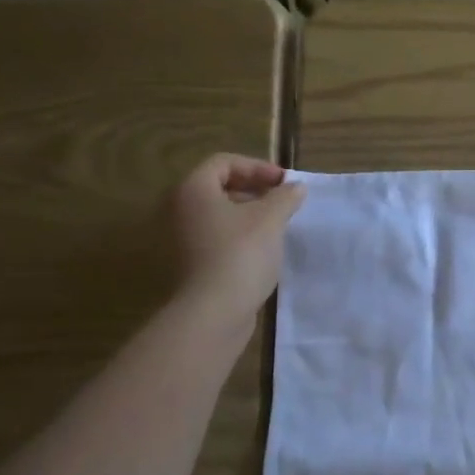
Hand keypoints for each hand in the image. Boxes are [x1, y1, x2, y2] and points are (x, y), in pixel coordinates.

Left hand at [168, 155, 305, 325]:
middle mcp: (179, 209)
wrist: (213, 312)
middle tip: (283, 201)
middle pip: (218, 186)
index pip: (224, 162)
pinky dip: (239, 235)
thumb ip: (285, 197)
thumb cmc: (241, 254)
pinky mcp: (189, 262)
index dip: (257, 167)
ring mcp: (180, 238)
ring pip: (218, 214)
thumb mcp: (271, 218)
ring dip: (249, 213)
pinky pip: (216, 236)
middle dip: (254, 189)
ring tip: (277, 225)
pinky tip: (262, 249)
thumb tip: (295, 187)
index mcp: (193, 190)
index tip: (284, 183)